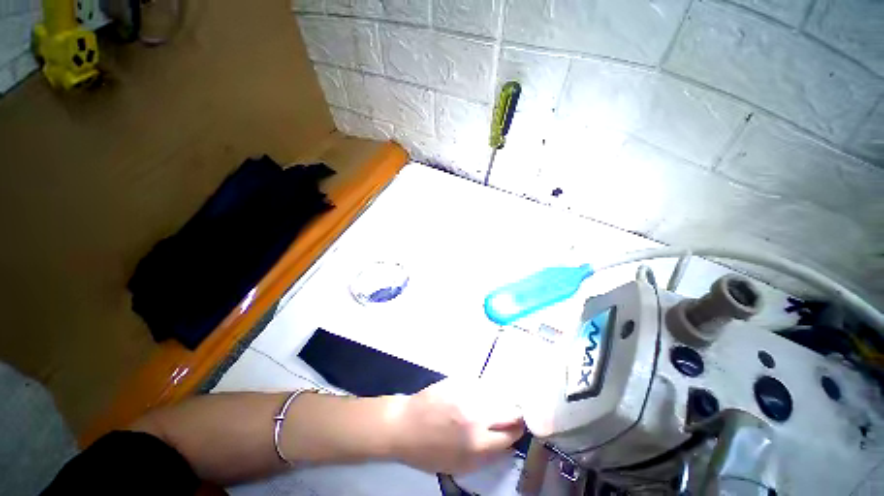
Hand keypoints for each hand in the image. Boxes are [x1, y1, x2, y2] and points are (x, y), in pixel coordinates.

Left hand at [384, 379, 525, 473]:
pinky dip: (484, 392)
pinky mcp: (460, 380)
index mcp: (478, 443)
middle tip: (509, 416)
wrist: (405, 424)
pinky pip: (481, 385)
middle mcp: (477, 416)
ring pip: (498, 394)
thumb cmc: (430, 451)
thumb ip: (488, 456)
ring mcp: (468, 394)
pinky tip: (475, 397)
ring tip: (490, 406)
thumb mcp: (461, 465)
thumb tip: (508, 443)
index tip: (516, 429)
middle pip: (511, 410)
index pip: (512, 433)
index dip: (517, 432)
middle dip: (514, 414)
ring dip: (499, 401)